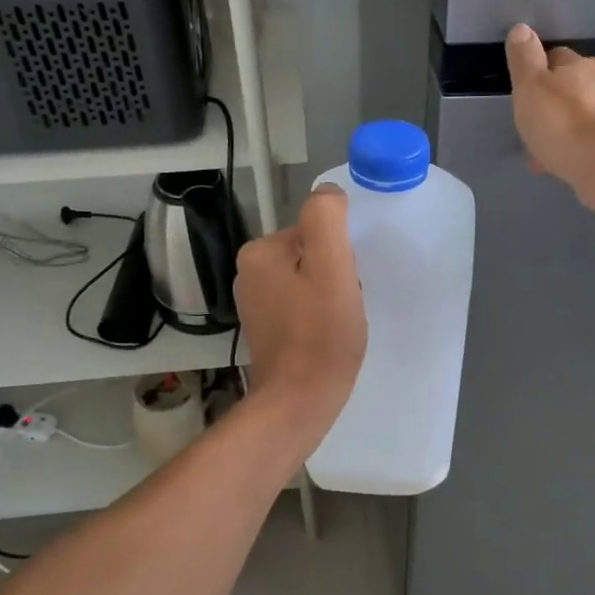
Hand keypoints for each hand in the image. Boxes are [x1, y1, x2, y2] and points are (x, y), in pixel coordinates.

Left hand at [234, 186, 366, 425]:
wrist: (300, 402)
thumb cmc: (321, 334)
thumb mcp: (332, 266)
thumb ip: (327, 219)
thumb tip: (328, 193)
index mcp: (259, 252)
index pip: (314, 233)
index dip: (340, 256)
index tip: (345, 284)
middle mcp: (248, 273)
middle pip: (310, 255)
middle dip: (334, 275)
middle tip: (344, 305)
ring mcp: (254, 304)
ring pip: (308, 281)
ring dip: (329, 295)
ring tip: (338, 322)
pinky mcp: (266, 329)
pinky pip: (301, 306)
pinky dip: (319, 315)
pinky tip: (327, 336)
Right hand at [504, 23, 594, 211]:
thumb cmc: (560, 121)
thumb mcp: (530, 85)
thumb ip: (524, 57)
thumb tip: (522, 28)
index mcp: (578, 65)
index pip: (555, 56)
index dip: (537, 69)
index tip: (523, 89)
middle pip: (568, 85)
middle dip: (550, 99)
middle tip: (530, 118)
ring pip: (576, 114)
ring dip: (559, 124)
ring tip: (539, 145)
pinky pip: (583, 138)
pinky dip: (569, 146)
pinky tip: (555, 162)